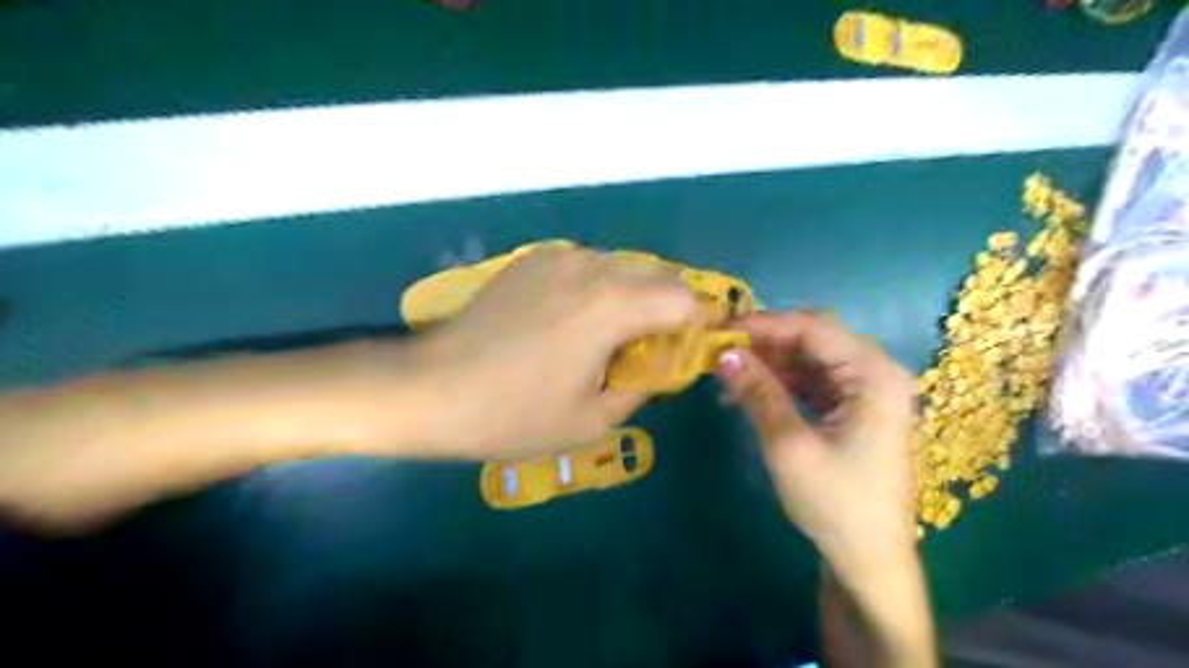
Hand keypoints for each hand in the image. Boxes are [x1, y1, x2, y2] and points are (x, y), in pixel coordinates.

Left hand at [407, 242, 693, 459]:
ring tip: (608, 339)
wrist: (432, 389)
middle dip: (668, 311)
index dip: (696, 325)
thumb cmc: (514, 415)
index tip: (685, 352)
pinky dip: (598, 290)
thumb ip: (642, 385)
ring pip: (623, 269)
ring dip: (633, 298)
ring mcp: (559, 257)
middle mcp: (591, 267)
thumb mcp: (592, 420)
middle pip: (659, 277)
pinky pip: (588, 268)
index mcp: (611, 305)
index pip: (684, 299)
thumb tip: (660, 363)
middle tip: (650, 351)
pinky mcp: (533, 259)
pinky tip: (571, 323)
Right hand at [714, 310, 916, 568]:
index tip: (720, 331)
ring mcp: (866, 393)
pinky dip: (779, 386)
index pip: (813, 328)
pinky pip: (811, 383)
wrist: (868, 562)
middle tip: (719, 352)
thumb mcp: (789, 444)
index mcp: (874, 374)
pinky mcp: (852, 411)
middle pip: (813, 341)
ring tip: (726, 378)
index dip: (763, 324)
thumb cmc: (835, 502)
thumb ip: (757, 392)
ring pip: (809, 361)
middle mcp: (875, 374)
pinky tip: (747, 395)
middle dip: (763, 345)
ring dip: (768, 366)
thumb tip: (722, 354)